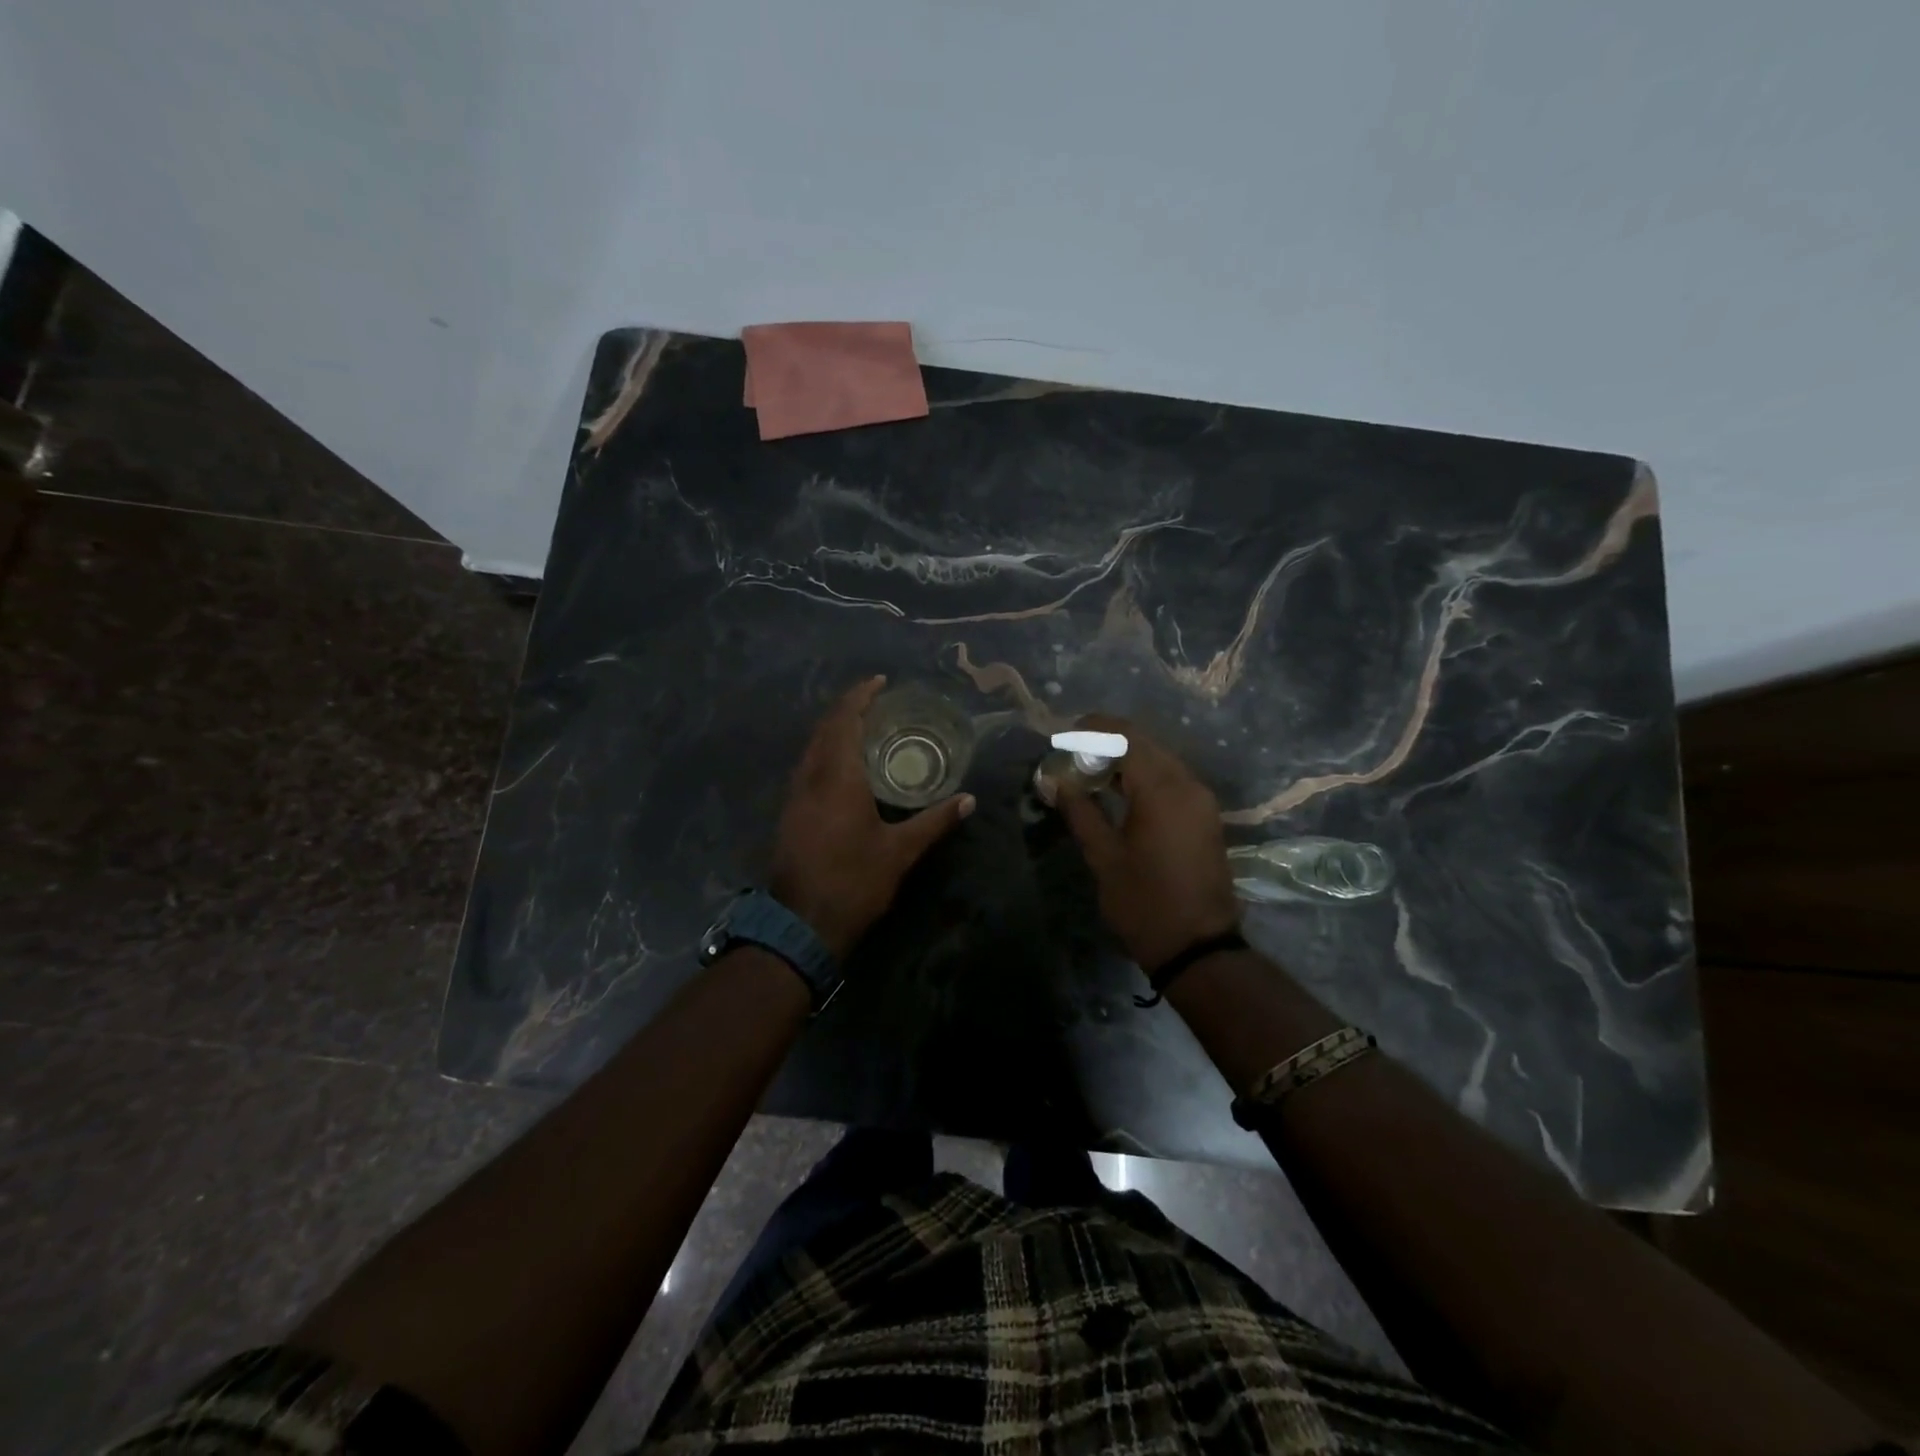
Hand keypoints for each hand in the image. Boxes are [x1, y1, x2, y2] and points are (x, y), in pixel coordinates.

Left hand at [769, 676, 974, 959]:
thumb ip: (934, 821)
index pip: (844, 721)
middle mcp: (810, 778)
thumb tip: (968, 801)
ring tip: (865, 729)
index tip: (880, 682)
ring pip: (812, 748)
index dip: (860, 696)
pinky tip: (845, 767)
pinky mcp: (790, 814)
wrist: (801, 924)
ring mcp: (795, 796)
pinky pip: (808, 767)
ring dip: (834, 731)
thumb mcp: (900, 852)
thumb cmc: (854, 882)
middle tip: (878, 703)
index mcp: (837, 778)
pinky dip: (826, 753)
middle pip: (824, 729)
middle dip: (848, 709)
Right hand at [1056, 715, 1241, 970]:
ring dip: (1125, 757)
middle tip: (1071, 752)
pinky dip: (1143, 774)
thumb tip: (1055, 781)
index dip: (1093, 729)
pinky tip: (1117, 790)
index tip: (1063, 734)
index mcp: (1162, 790)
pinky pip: (1171, 778)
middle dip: (1107, 740)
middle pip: (1145, 743)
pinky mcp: (1204, 814)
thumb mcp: (1103, 857)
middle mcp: (1187, 784)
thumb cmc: (1144, 903)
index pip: (1126, 737)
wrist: (1198, 947)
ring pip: (1159, 758)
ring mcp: (1200, 799)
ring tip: (1088, 769)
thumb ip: (1080, 810)